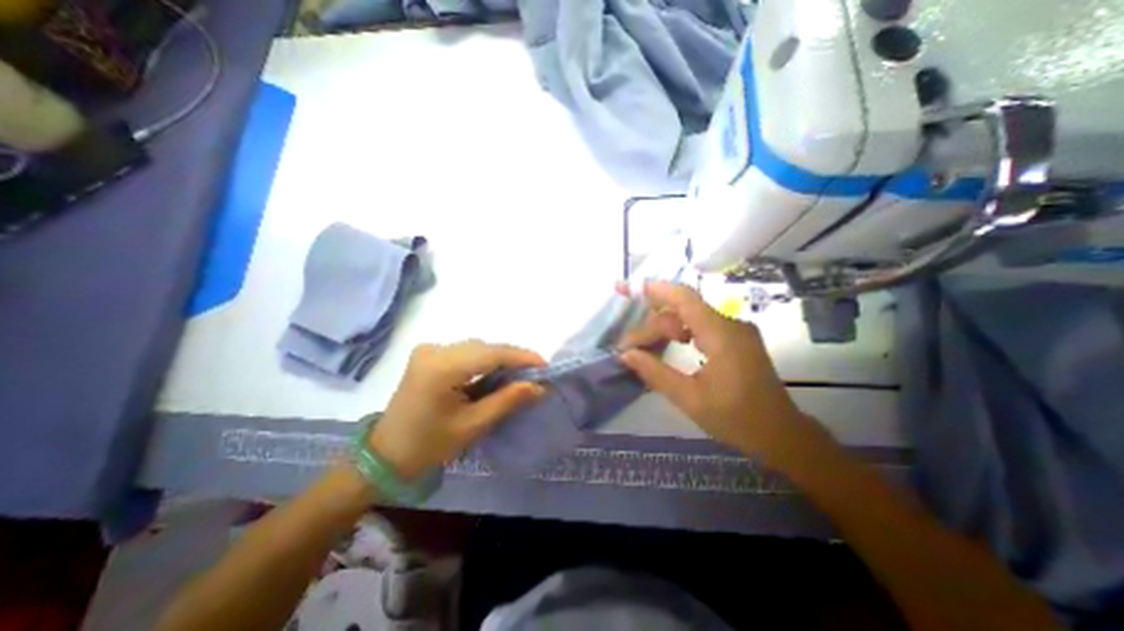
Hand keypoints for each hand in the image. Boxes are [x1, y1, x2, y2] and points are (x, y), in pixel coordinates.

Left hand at [369, 340, 545, 477]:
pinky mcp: (427, 355)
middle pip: (483, 347)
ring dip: (498, 358)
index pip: (491, 353)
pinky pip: (464, 352)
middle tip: (533, 374)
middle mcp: (434, 350)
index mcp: (441, 368)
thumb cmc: (429, 445)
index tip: (545, 365)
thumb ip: (507, 401)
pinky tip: (492, 374)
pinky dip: (483, 360)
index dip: (521, 356)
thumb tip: (539, 386)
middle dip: (511, 358)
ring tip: (517, 375)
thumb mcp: (473, 425)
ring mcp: (428, 350)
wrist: (385, 456)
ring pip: (475, 347)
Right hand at [619, 281, 827, 467]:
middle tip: (629, 347)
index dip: (654, 290)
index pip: (684, 298)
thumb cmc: (736, 419)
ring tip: (644, 348)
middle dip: (653, 324)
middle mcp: (730, 324)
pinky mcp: (736, 339)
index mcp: (721, 335)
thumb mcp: (689, 398)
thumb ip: (655, 372)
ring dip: (665, 328)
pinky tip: (668, 345)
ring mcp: (735, 330)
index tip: (627, 289)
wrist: (781, 435)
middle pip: (683, 310)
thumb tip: (626, 354)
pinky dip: (680, 332)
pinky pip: (701, 325)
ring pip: (691, 317)